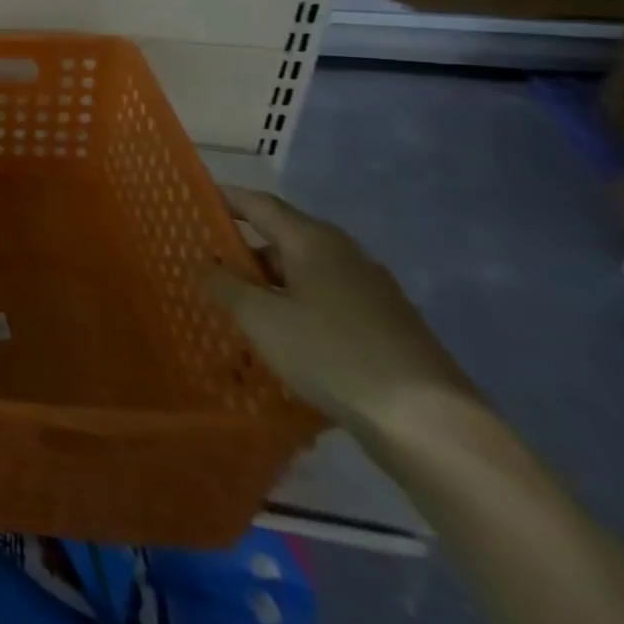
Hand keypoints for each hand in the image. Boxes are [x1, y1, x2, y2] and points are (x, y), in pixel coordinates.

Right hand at [206, 187, 475, 437]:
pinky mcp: (388, 326)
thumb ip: (225, 285)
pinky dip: (298, 305)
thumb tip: (206, 264)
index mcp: (313, 241)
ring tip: (238, 302)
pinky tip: (284, 334)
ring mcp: (374, 291)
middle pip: (284, 237)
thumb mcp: (260, 318)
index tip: (193, 199)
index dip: (225, 199)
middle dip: (244, 247)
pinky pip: (328, 301)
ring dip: (271, 281)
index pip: (259, 204)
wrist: (430, 425)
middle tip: (207, 260)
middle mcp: (346, 255)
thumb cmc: (332, 354)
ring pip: (307, 272)